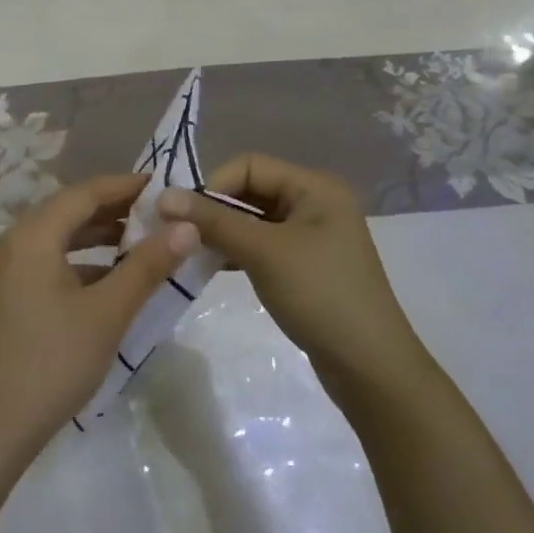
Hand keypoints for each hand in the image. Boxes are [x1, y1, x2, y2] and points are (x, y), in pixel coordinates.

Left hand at [0, 174, 196, 470]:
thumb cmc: (52, 362)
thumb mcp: (108, 312)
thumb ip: (147, 265)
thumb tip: (187, 226)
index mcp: (31, 236)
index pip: (84, 193)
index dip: (125, 186)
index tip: (163, 186)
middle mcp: (11, 243)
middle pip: (67, 211)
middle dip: (113, 209)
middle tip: (158, 212)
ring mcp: (2, 271)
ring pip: (56, 237)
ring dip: (96, 236)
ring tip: (140, 240)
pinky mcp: (2, 296)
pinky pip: (45, 261)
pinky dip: (78, 261)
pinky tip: (108, 279)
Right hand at [158, 154, 427, 402]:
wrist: (370, 367)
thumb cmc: (319, 295)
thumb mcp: (263, 252)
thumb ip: (213, 221)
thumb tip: (164, 197)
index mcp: (315, 187)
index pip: (250, 165)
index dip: (213, 184)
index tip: (180, 214)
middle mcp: (316, 202)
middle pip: (252, 189)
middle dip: (214, 208)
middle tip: (177, 233)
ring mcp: (312, 235)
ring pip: (254, 219)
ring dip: (222, 231)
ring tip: (188, 250)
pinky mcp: (305, 265)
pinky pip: (262, 245)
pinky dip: (236, 250)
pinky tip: (211, 265)